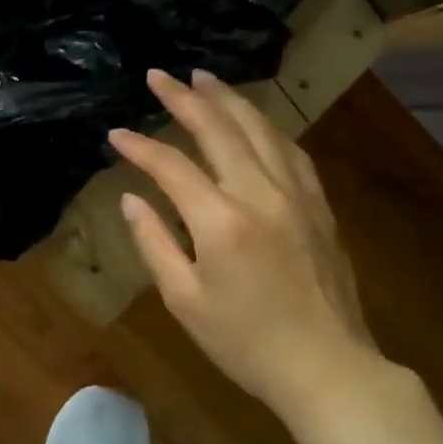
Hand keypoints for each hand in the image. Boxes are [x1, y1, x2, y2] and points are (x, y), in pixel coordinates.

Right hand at [108, 69, 390, 416]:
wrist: (327, 368)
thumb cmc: (244, 342)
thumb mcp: (184, 300)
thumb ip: (153, 243)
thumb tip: (132, 199)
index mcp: (220, 221)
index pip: (171, 167)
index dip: (140, 147)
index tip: (115, 134)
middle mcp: (260, 194)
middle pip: (220, 130)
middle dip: (185, 98)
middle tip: (159, 75)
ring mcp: (297, 195)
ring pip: (261, 129)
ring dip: (229, 100)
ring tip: (204, 78)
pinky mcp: (319, 205)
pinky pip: (291, 150)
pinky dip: (266, 126)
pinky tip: (254, 120)